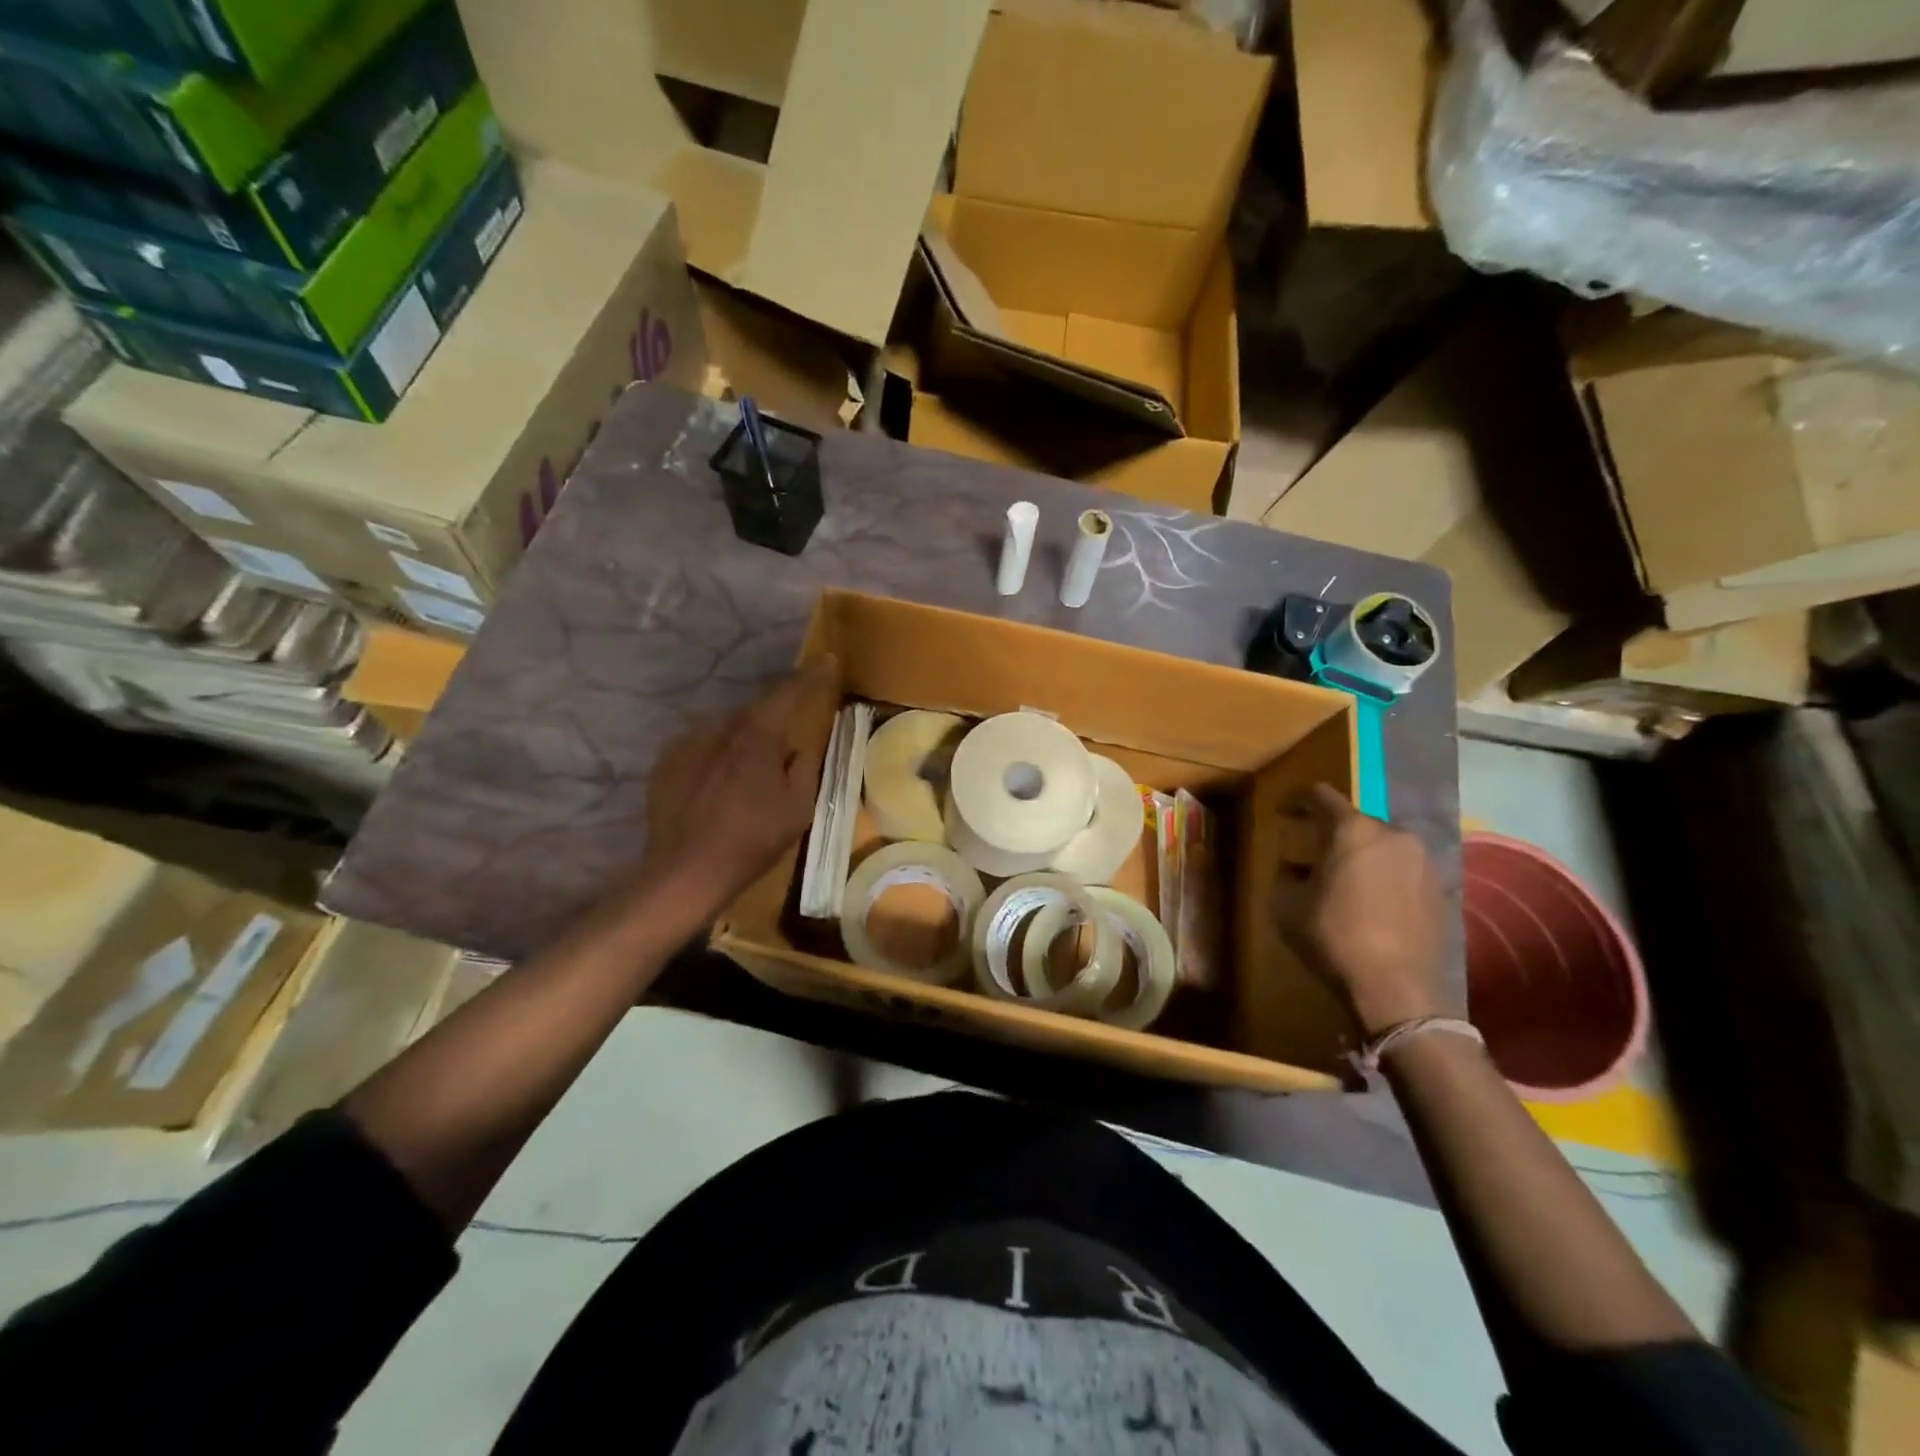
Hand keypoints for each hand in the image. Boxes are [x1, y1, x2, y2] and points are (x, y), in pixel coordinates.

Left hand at [636, 655, 840, 920]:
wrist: (685, 870)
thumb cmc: (752, 838)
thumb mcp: (798, 808)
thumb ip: (804, 768)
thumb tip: (799, 749)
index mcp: (757, 735)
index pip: (788, 693)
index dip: (810, 676)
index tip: (826, 659)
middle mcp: (720, 728)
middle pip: (754, 711)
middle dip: (772, 720)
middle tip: (783, 743)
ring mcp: (687, 743)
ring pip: (724, 730)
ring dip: (741, 741)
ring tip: (747, 773)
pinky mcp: (665, 763)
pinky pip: (700, 748)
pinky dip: (714, 757)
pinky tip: (717, 786)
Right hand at [1274, 784, 1452, 1038]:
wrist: (1397, 989)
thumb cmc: (1334, 937)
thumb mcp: (1287, 904)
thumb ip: (1287, 875)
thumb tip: (1296, 868)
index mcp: (1353, 830)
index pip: (1320, 796)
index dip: (1297, 800)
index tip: (1284, 812)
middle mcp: (1394, 835)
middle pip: (1355, 821)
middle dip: (1331, 833)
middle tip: (1311, 854)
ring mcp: (1423, 862)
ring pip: (1382, 846)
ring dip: (1360, 855)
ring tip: (1343, 881)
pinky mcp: (1441, 890)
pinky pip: (1402, 870)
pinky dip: (1383, 876)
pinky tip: (1370, 903)